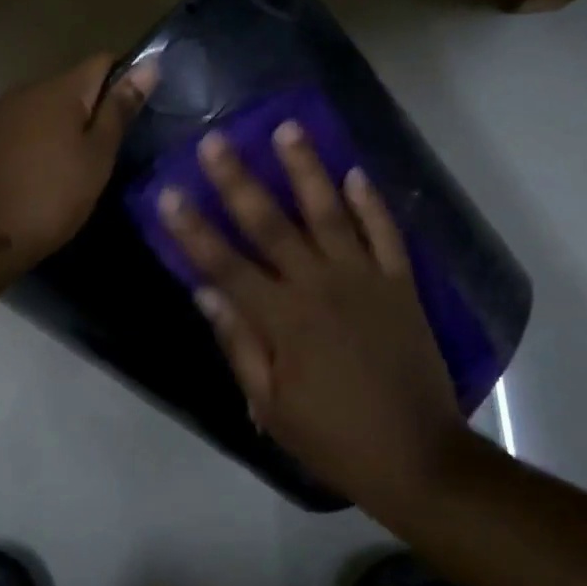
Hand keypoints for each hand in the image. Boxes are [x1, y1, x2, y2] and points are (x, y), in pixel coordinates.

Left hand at [0, 54, 156, 272]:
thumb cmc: (49, 197)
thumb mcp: (97, 157)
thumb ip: (120, 109)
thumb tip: (149, 65)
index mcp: (60, 89)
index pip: (103, 61)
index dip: (127, 79)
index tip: (139, 113)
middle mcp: (28, 89)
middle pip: (75, 84)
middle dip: (97, 107)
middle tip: (114, 148)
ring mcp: (2, 113)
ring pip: (49, 108)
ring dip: (69, 127)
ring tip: (83, 165)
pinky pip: (27, 127)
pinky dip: (44, 141)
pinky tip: (48, 173)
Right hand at [157, 121, 473, 505]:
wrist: (418, 457)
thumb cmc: (334, 439)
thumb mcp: (271, 407)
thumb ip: (238, 344)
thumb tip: (204, 292)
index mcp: (283, 319)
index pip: (225, 264)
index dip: (193, 229)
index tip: (169, 192)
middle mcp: (320, 286)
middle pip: (271, 224)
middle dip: (239, 180)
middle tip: (217, 139)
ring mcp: (365, 280)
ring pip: (330, 213)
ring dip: (307, 169)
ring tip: (289, 128)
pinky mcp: (401, 284)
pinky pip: (386, 233)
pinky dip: (372, 202)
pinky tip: (356, 171)